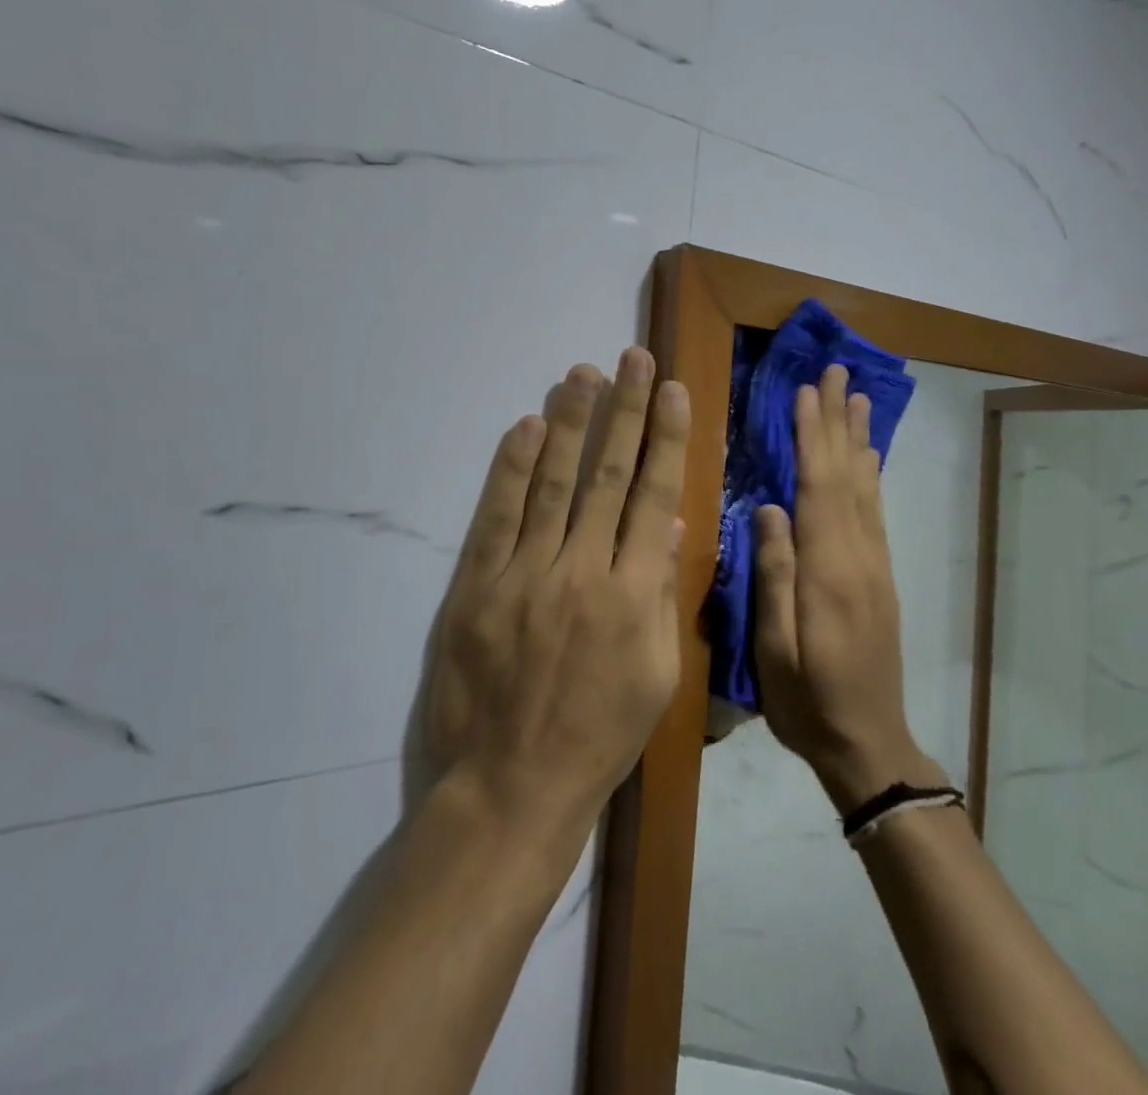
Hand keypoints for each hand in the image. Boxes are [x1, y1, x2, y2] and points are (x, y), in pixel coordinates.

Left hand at [425, 347, 690, 838]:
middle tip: (631, 358)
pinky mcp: (476, 586)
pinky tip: (526, 426)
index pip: (654, 496)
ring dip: (569, 422)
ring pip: (553, 483)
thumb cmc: (598, 738)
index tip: (671, 390)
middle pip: (607, 475)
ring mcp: (525, 575)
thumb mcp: (657, 676)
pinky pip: (496, 516)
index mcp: (634, 596)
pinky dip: (511, 468)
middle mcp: (583, 572)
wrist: (511, 789)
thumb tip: (669, 525)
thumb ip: (663, 594)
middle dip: (623, 411)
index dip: (664, 438)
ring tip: (582, 373)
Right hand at [753, 364, 938, 811]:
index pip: (819, 489)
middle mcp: (859, 557)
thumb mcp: (775, 649)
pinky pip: (875, 511)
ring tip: (858, 397)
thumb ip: (774, 576)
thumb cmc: (808, 702)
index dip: (813, 437)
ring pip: (866, 488)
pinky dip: (871, 474)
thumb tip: (768, 508)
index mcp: (828, 571)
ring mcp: (875, 566)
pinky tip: (868, 457)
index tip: (807, 391)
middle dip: (839, 421)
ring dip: (860, 438)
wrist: (869, 744)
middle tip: (837, 371)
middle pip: (848, 476)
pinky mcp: (880, 577)